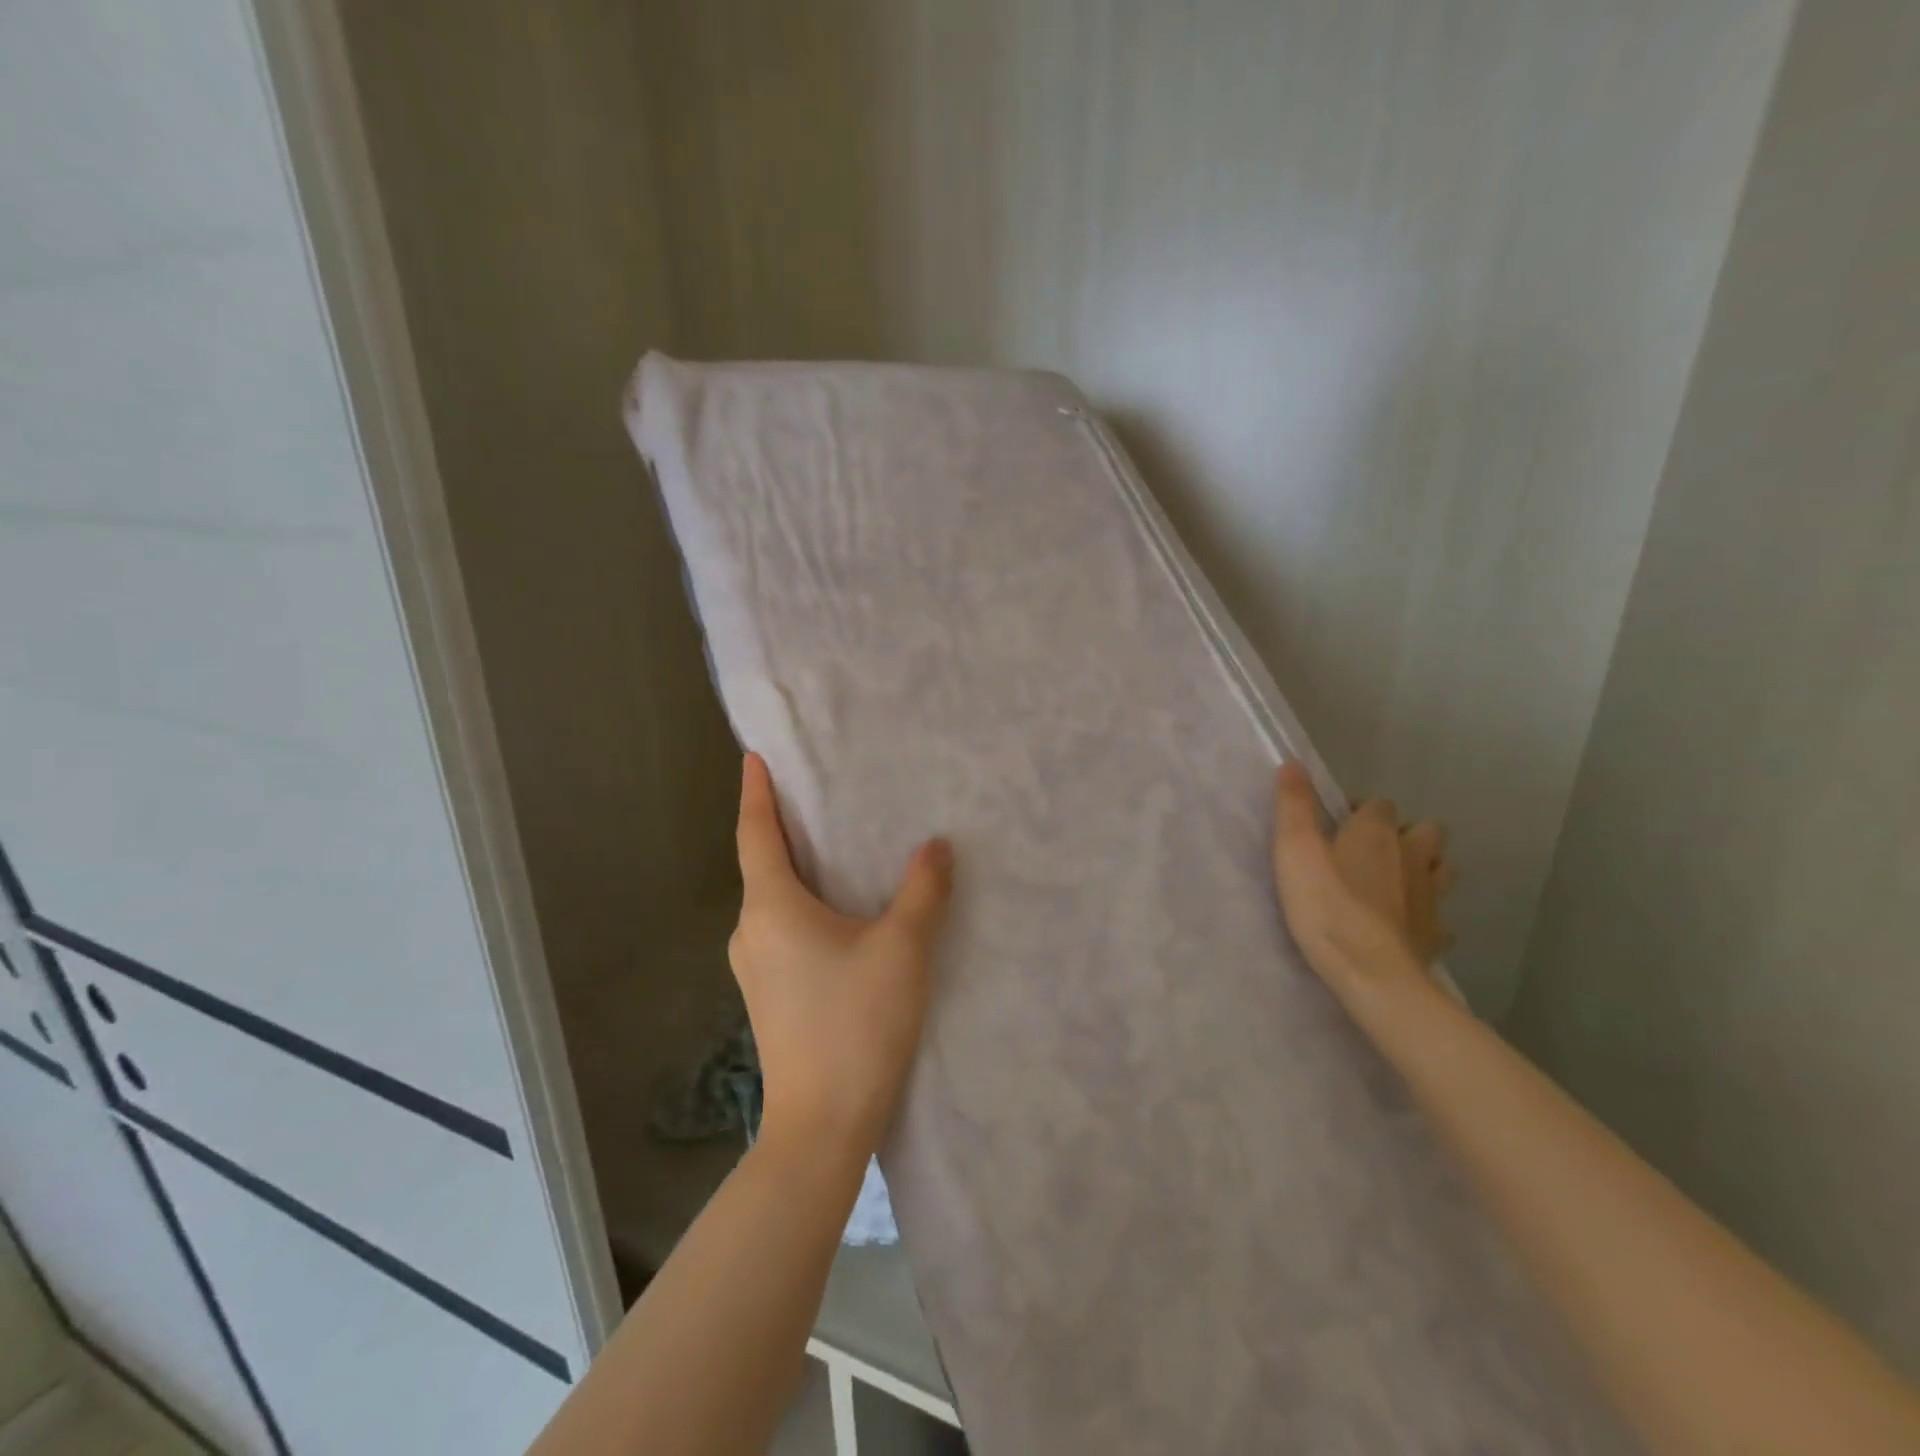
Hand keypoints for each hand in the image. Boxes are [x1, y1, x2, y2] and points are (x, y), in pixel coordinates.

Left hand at [729, 753, 953, 1159]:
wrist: (823, 1125)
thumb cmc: (857, 1024)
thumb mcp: (902, 949)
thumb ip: (923, 890)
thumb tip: (936, 846)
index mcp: (771, 908)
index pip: (756, 834)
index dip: (755, 793)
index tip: (753, 757)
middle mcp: (751, 931)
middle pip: (763, 864)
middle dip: (784, 828)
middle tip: (816, 797)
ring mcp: (754, 967)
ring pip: (773, 900)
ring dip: (796, 870)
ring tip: (833, 848)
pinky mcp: (768, 995)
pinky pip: (781, 929)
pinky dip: (802, 904)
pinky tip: (837, 913)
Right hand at [1271, 761, 1453, 1005]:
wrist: (1375, 975)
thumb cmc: (1328, 907)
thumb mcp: (1295, 851)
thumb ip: (1293, 806)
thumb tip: (1293, 763)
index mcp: (1377, 832)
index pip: (1378, 804)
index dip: (1358, 811)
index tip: (1334, 828)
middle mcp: (1413, 855)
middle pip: (1424, 830)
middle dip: (1402, 834)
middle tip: (1367, 853)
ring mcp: (1431, 896)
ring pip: (1440, 868)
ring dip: (1422, 868)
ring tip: (1391, 883)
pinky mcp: (1436, 934)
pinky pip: (1438, 916)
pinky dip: (1424, 914)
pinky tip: (1405, 924)